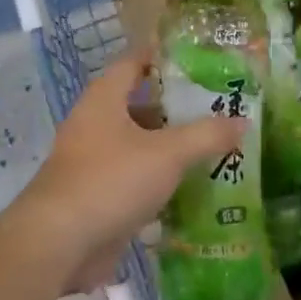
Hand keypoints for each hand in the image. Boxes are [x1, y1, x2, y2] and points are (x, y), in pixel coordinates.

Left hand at [4, 47, 245, 292]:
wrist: (58, 243)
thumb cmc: (111, 181)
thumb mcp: (168, 154)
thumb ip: (207, 135)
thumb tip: (242, 121)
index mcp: (104, 100)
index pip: (133, 62)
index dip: (162, 56)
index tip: (197, 57)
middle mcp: (94, 125)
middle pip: (139, 105)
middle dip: (176, 108)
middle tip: (216, 107)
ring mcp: (92, 163)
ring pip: (138, 145)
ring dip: (170, 147)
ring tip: (213, 146)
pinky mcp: (96, 196)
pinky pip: (134, 179)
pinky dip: (159, 180)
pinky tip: (191, 188)